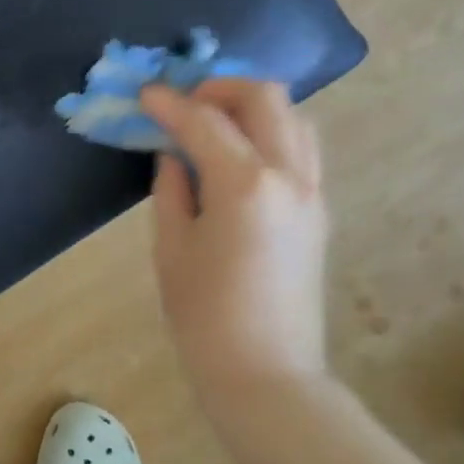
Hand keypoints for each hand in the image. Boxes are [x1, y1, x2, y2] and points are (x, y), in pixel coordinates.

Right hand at [140, 78, 329, 422]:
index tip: (144, 93)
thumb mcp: (172, 249)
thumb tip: (173, 157)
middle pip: (264, 98)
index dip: (169, 102)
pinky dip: (270, 132)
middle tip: (184, 101)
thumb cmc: (205, 318)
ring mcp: (312, 192)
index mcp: (245, 185)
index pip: (204, 121)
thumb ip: (171, 190)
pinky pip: (300, 148)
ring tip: (214, 121)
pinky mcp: (318, 211)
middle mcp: (288, 176)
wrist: (268, 376)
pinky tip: (238, 153)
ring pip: (293, 117)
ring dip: (251, 106)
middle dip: (220, 87)